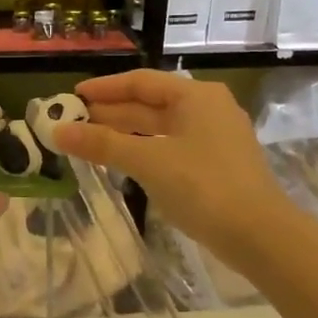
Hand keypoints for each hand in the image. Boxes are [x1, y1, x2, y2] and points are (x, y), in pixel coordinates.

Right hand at [54, 71, 291, 269]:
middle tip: (72, 121)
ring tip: (87, 141)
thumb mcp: (148, 161)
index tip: (73, 97)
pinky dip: (142, 150)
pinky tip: (121, 162)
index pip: (141, 81)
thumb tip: (58, 132)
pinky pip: (169, 147)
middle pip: (150, 103)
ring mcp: (214, 138)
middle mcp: (207, 109)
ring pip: (159, 127)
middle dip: (110, 112)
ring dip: (124, 133)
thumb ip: (102, 144)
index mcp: (195, 96)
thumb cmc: (203, 187)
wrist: (260, 235)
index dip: (104, 88)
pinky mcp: (215, 165)